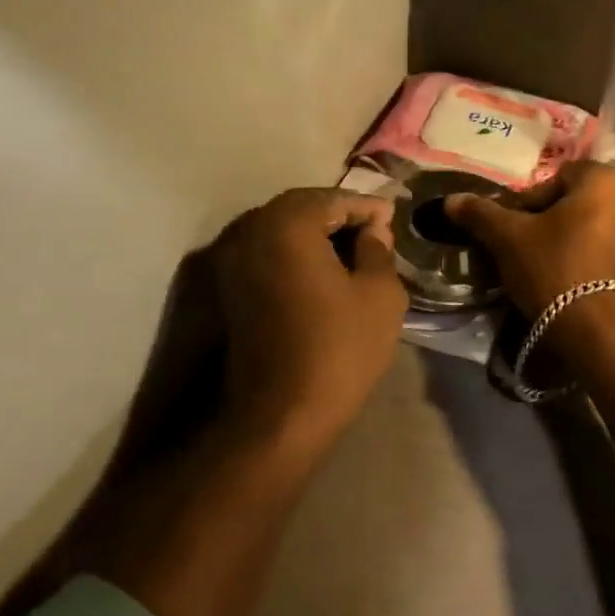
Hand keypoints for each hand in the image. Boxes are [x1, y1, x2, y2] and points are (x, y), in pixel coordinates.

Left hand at [212, 188, 407, 451]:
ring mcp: (226, 263)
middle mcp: (247, 233)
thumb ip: (378, 250)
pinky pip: (263, 256)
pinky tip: (319, 274)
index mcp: (286, 225)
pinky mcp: (221, 293)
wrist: (277, 417)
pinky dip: (291, 255)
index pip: (333, 198)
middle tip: (372, 230)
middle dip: (338, 215)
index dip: (367, 206)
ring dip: (313, 235)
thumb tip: (372, 230)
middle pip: (299, 209)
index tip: (392, 216)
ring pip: (277, 232)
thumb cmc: (338, 349)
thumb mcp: (380, 294)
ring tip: (349, 252)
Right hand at [448, 163, 614, 462]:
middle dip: (555, 218)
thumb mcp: (509, 240)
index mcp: (605, 178)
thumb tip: (452, 200)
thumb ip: (482, 214)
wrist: (601, 331)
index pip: (558, 177)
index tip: (516, 228)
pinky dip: (596, 255)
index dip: (531, 201)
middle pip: (581, 199)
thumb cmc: (555, 270)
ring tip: (551, 264)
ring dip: (576, 236)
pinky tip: (576, 278)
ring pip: (599, 223)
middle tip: (530, 246)